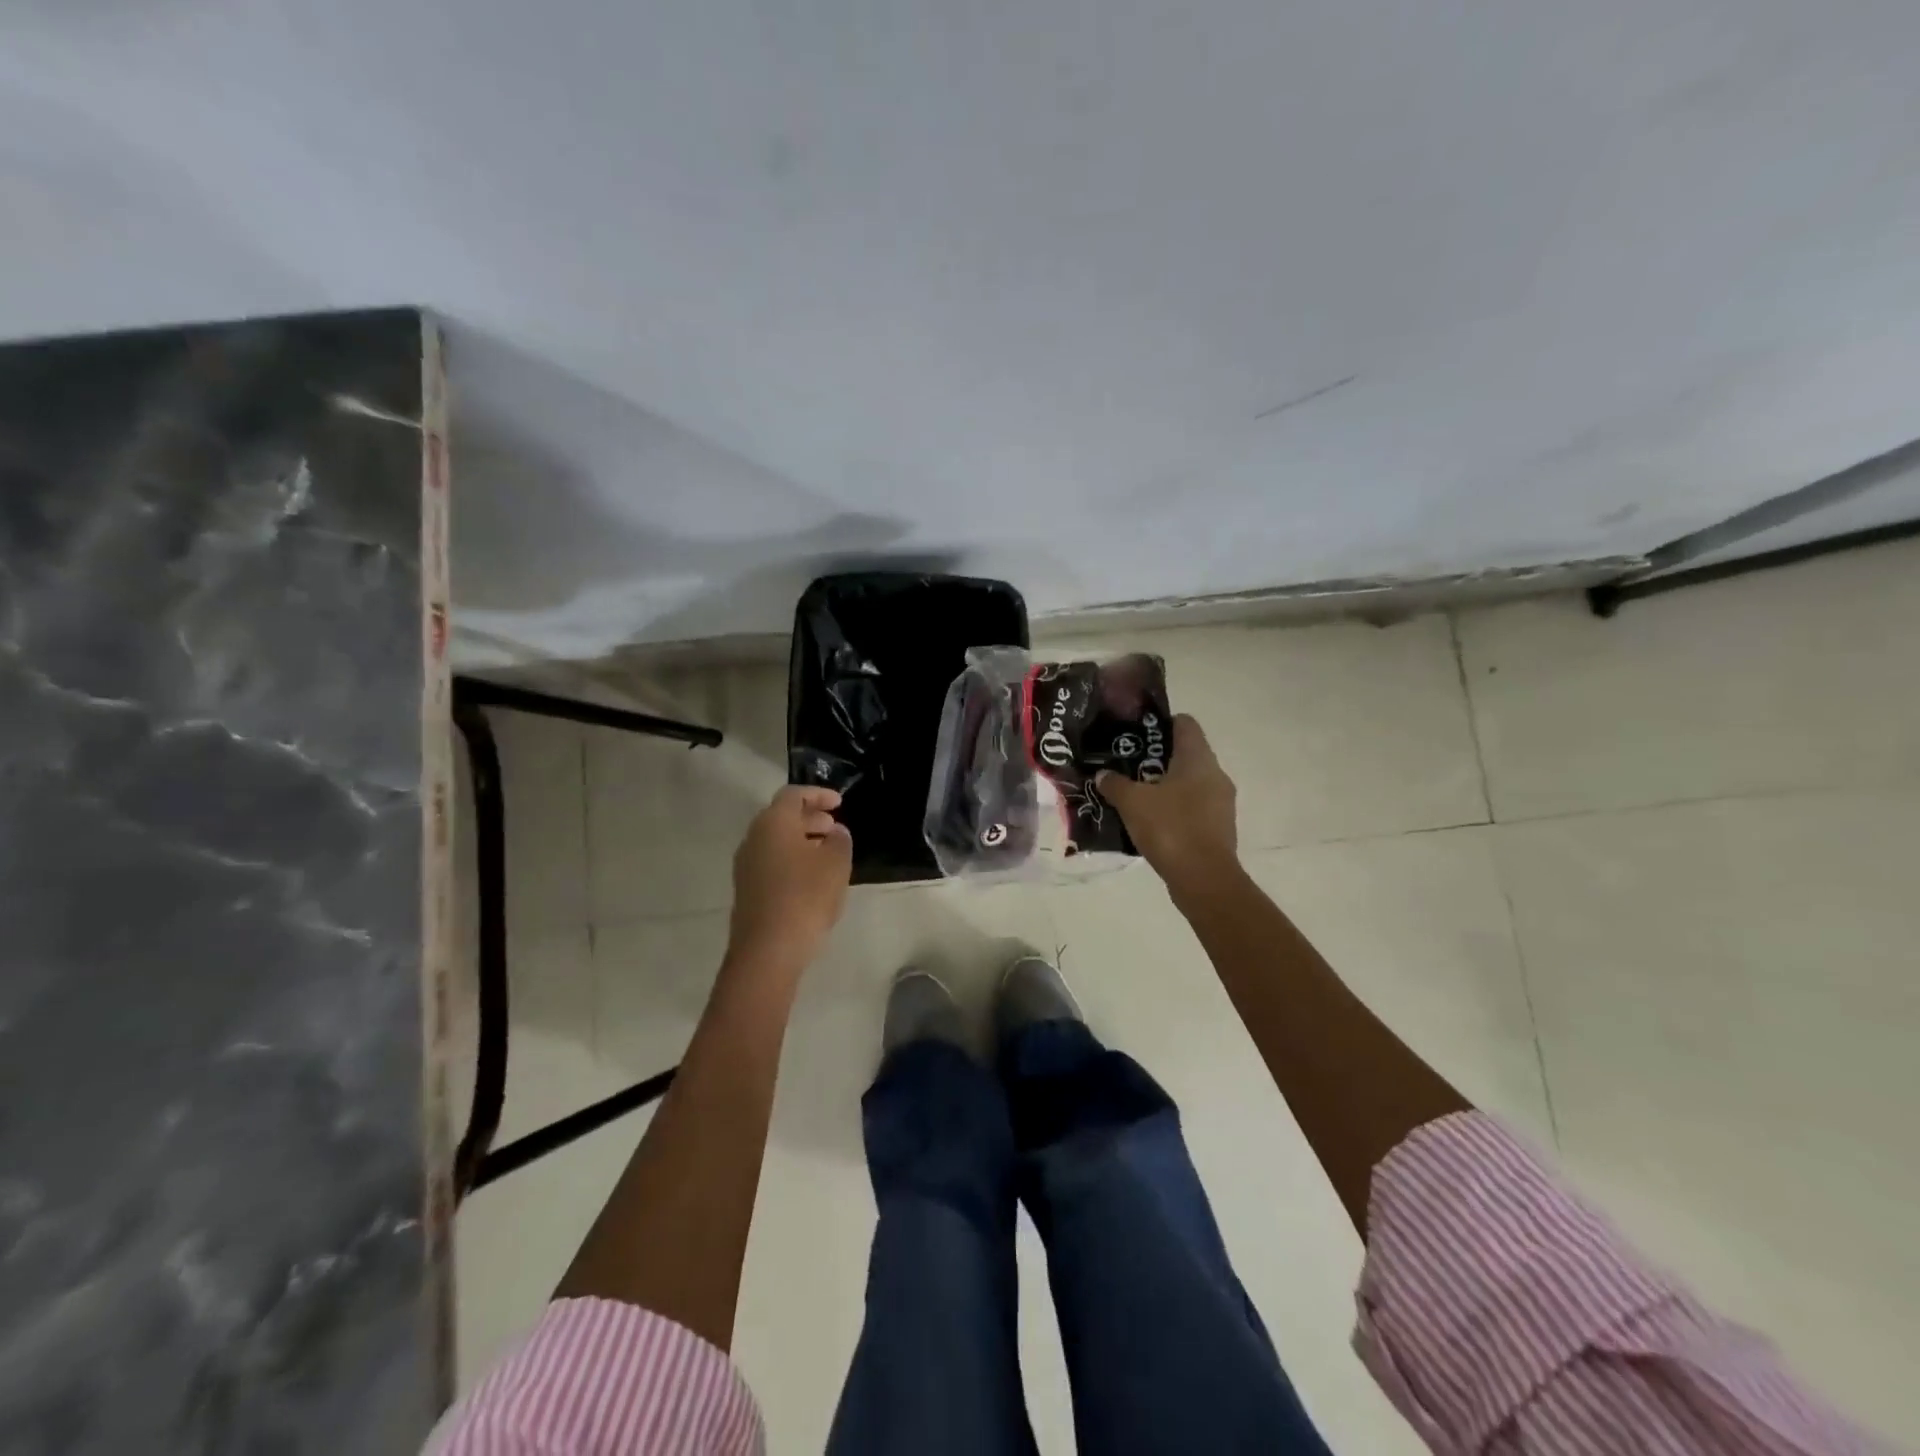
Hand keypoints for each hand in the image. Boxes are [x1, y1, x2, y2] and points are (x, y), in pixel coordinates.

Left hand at [727, 785, 852, 975]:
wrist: (768, 950)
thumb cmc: (806, 897)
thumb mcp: (836, 864)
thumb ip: (840, 841)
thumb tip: (835, 832)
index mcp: (773, 823)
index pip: (794, 795)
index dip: (818, 794)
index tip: (840, 803)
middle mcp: (754, 837)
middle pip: (782, 817)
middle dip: (810, 818)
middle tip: (835, 827)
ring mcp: (746, 865)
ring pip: (776, 841)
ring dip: (802, 840)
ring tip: (828, 852)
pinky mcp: (747, 889)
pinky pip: (771, 861)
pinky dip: (792, 859)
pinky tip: (812, 877)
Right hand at [1096, 715, 1237, 894]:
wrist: (1203, 879)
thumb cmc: (1170, 828)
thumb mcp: (1132, 802)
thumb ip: (1115, 783)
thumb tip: (1103, 774)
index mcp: (1198, 759)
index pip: (1184, 723)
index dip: (1160, 723)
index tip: (1135, 733)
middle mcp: (1215, 775)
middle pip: (1185, 754)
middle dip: (1156, 758)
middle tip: (1126, 765)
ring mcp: (1220, 803)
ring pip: (1189, 783)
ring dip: (1164, 786)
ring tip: (1134, 794)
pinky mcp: (1218, 828)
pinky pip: (1192, 808)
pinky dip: (1173, 809)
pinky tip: (1149, 821)